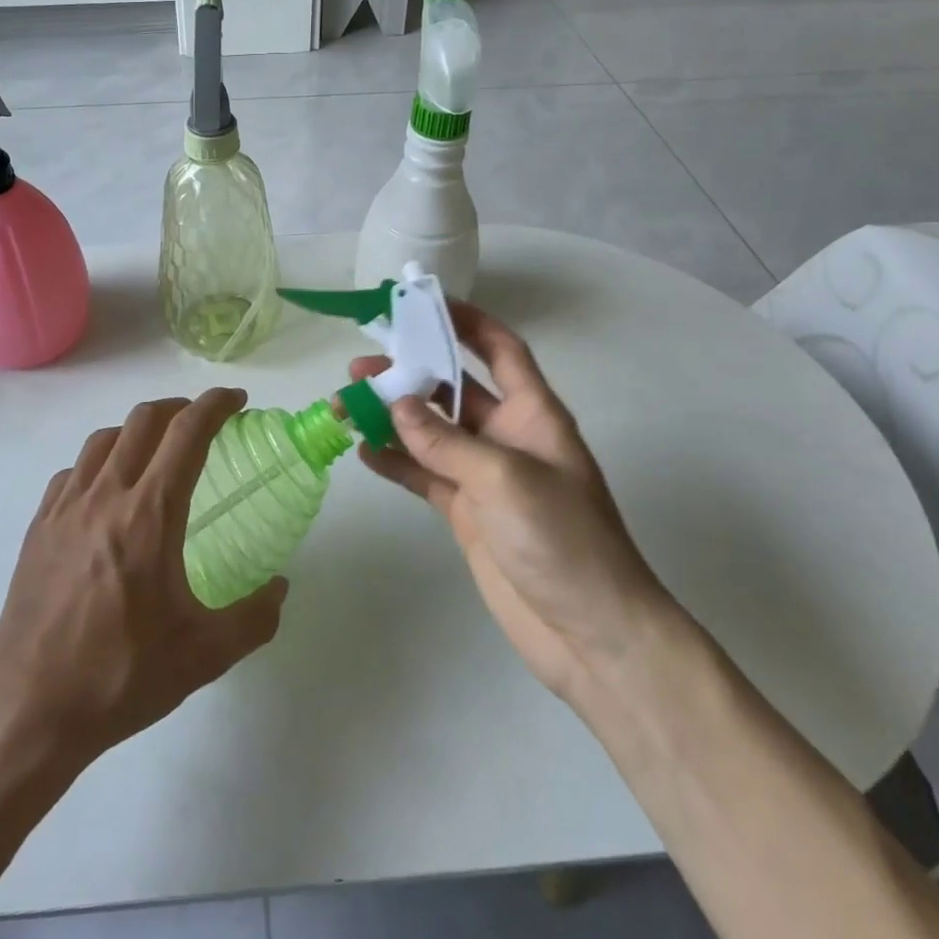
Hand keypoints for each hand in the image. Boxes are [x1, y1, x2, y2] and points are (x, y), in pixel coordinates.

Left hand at [0, 389, 287, 763]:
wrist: (28, 711)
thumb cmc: (120, 677)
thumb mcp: (203, 656)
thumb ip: (254, 618)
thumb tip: (280, 588)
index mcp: (149, 514)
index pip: (187, 432)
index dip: (215, 405)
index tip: (237, 402)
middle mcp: (105, 495)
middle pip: (144, 419)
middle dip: (179, 407)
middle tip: (202, 423)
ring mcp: (65, 508)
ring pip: (104, 439)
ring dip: (138, 429)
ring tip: (157, 450)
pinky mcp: (39, 527)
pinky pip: (73, 472)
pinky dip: (99, 462)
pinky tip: (106, 492)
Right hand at [352, 302, 675, 707]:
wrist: (591, 635)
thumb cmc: (564, 540)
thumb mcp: (506, 479)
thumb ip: (446, 441)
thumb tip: (396, 403)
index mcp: (533, 414)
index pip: (500, 350)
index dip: (468, 321)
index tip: (423, 302)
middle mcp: (507, 436)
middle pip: (452, 388)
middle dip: (409, 372)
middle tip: (360, 366)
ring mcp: (484, 475)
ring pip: (430, 432)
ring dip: (391, 417)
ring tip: (346, 405)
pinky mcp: (466, 512)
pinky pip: (423, 475)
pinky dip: (395, 462)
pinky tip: (363, 451)